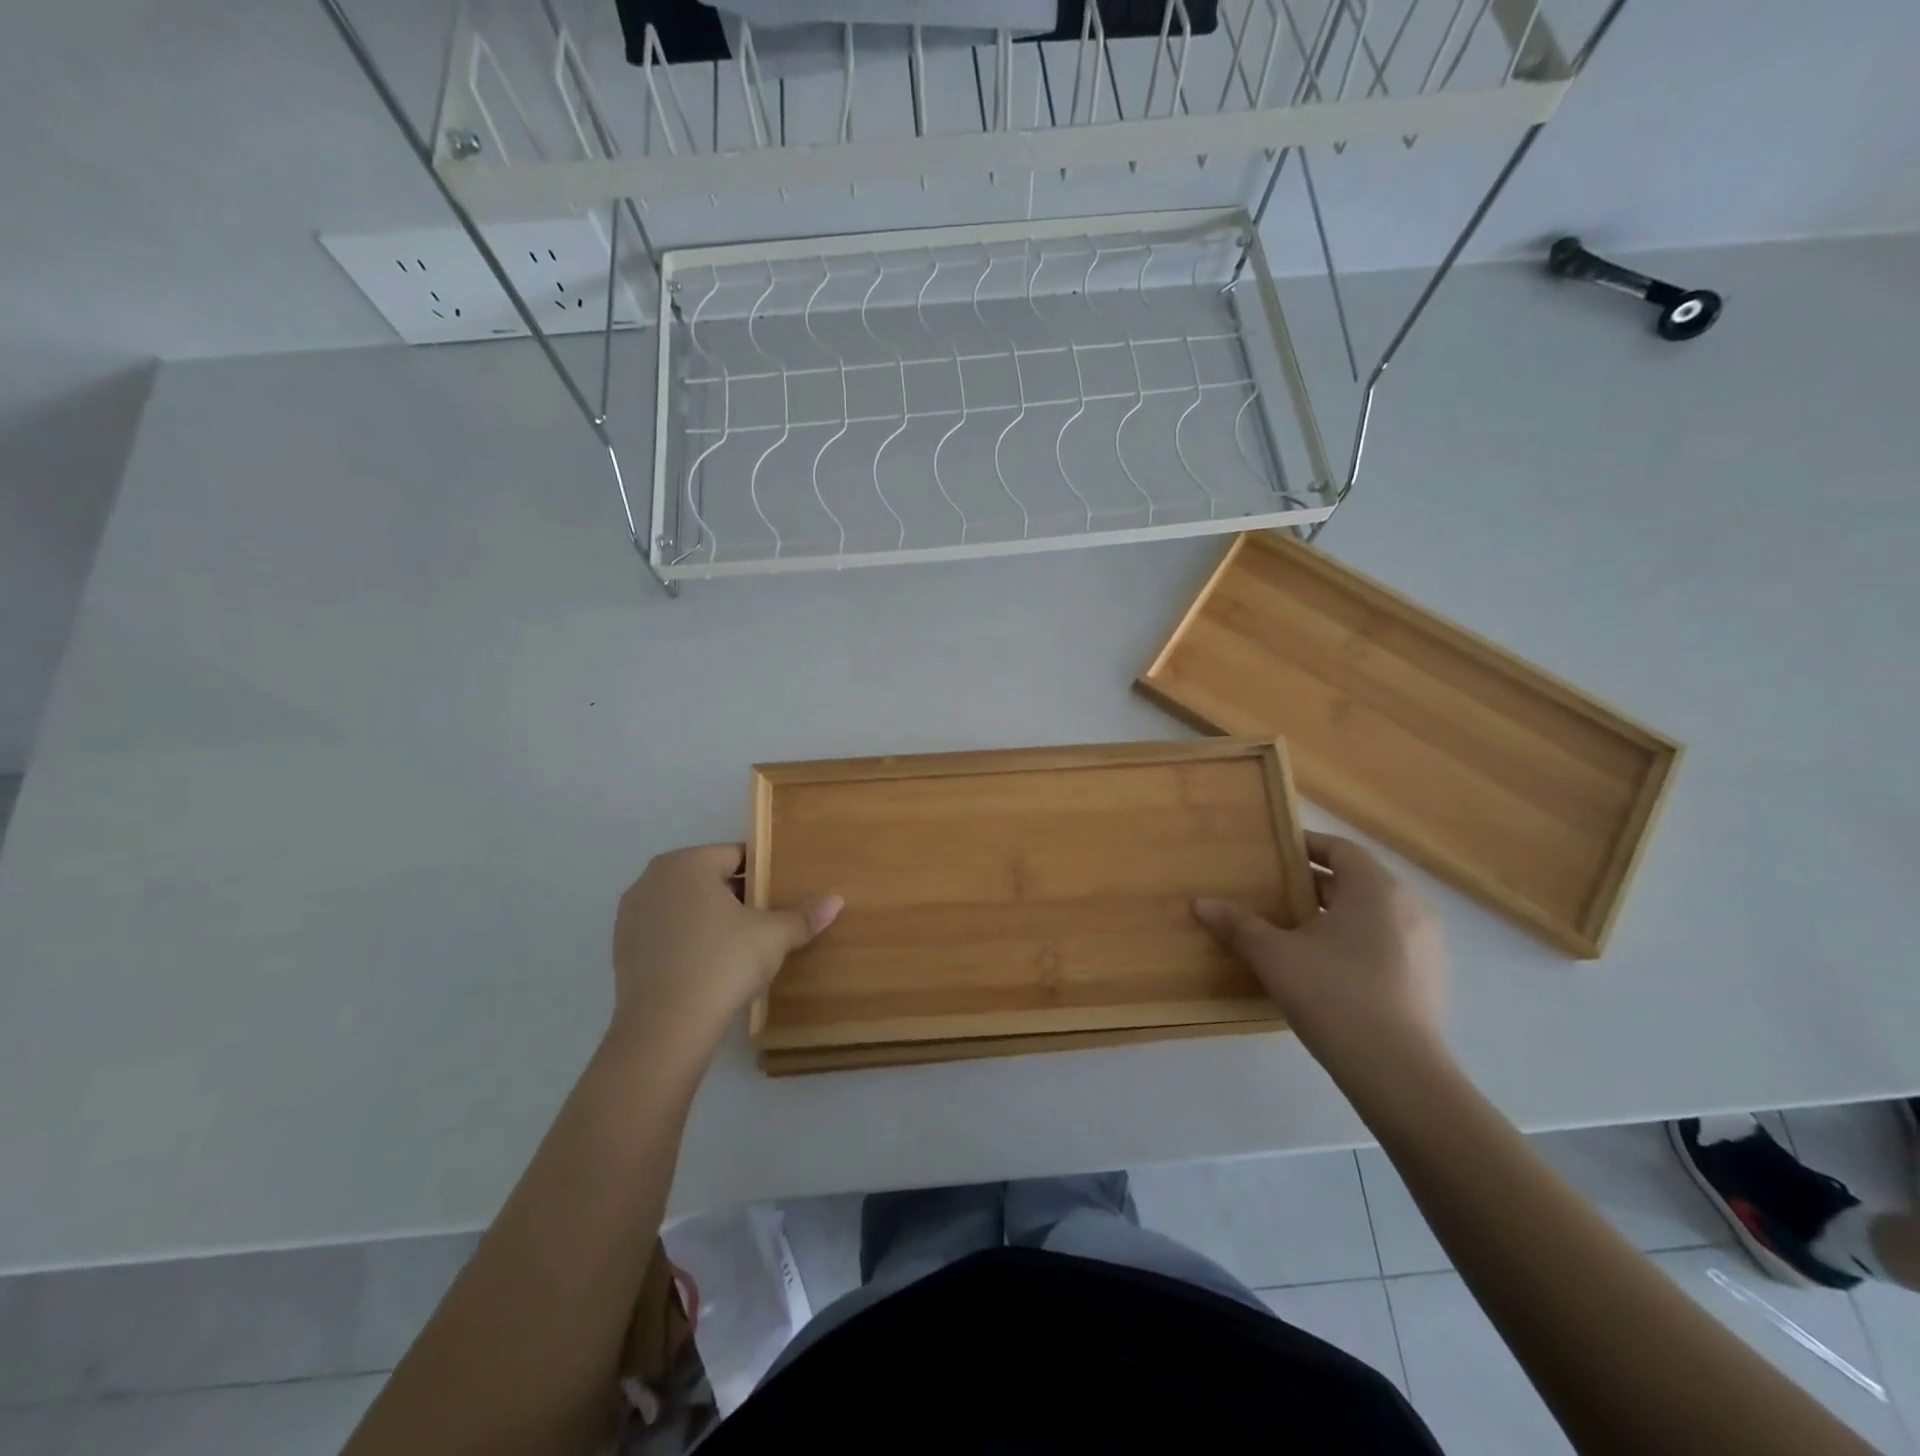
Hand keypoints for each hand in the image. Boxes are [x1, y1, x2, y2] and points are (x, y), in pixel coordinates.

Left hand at [608, 844, 841, 1062]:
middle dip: (736, 895)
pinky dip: (685, 941)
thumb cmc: (722, 963)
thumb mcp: (773, 937)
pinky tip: (706, 966)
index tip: (779, 895)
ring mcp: (631, 914)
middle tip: (764, 921)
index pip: (736, 855)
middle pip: (707, 878)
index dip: (763, 874)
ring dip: (709, 918)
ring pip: (683, 905)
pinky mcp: (620, 949)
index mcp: (686, 863)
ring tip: (737, 946)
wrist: (664, 1028)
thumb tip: (836, 900)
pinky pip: (664, 933)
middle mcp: (652, 879)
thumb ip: (803, 916)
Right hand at [1194, 832, 1447, 1071]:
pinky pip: (1388, 944)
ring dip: (1336, 915)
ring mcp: (1427, 945)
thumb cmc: (1334, 996)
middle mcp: (1409, 906)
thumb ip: (1238, 925)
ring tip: (1295, 931)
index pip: (1339, 848)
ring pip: (1373, 914)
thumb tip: (1201, 902)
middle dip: (1314, 883)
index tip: (1272, 854)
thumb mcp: (1274, 956)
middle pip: (1356, 880)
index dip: (1304, 846)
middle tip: (1273, 893)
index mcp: (1375, 888)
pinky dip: (1357, 943)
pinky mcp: (1430, 979)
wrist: (1400, 1073)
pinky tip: (1327, 969)